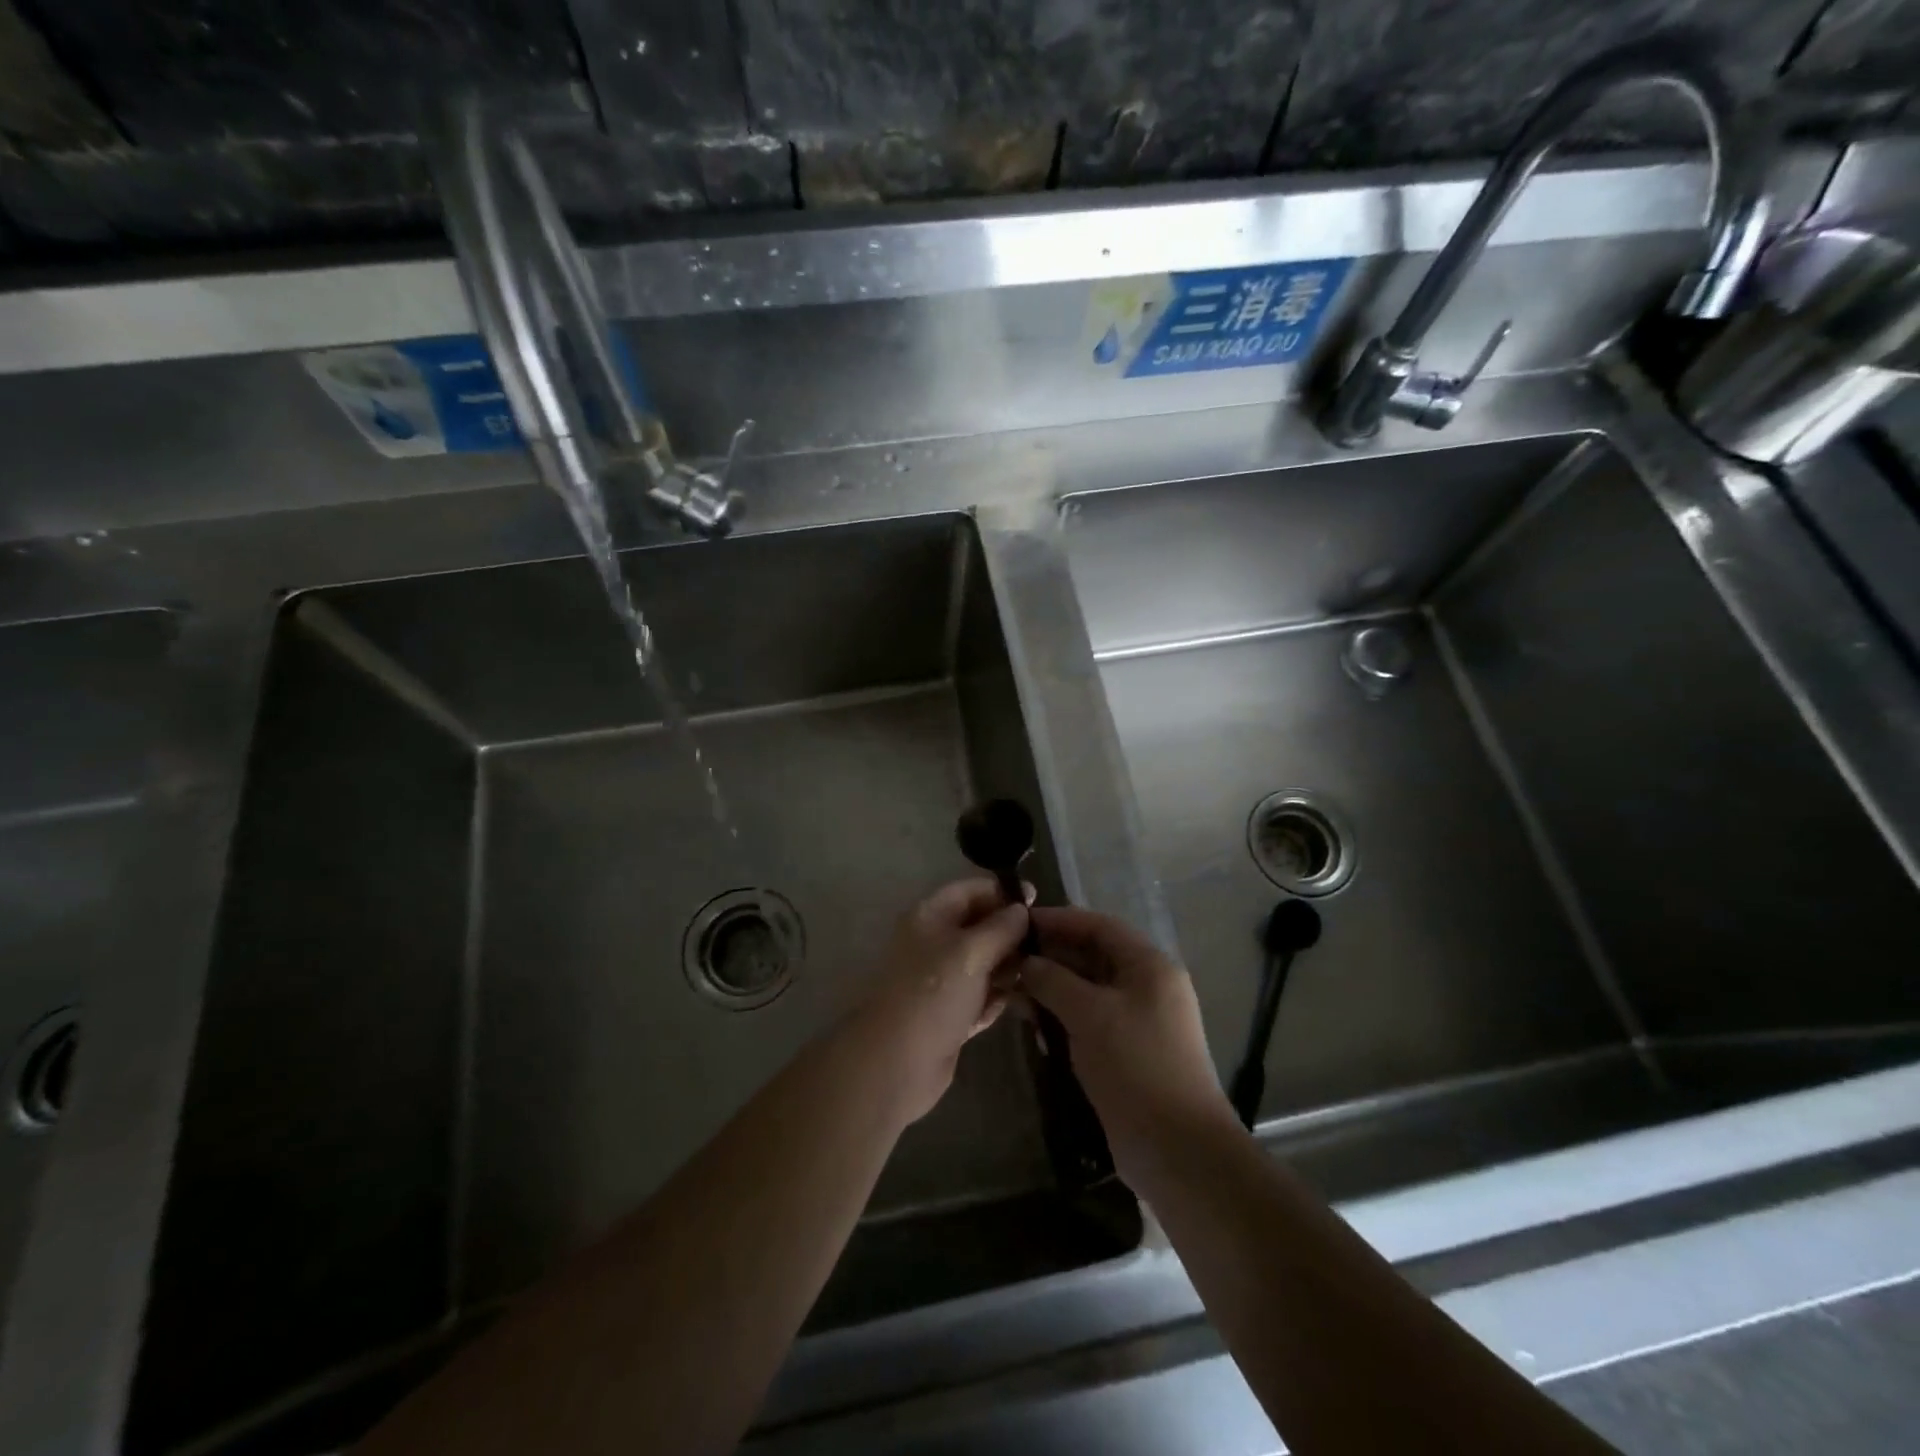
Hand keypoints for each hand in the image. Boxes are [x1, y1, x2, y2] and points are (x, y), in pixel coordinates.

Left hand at [854, 878, 1030, 1123]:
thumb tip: (1021, 910)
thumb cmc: (933, 994)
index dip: (1002, 892)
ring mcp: (941, 981)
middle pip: (979, 927)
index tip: (1037, 900)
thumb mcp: (971, 952)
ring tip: (1039, 974)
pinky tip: (1020, 1003)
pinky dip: (997, 998)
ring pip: (984, 963)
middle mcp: (934, 943)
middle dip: (1010, 933)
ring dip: (1008, 968)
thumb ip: (1001, 927)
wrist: (897, 1062)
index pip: (970, 891)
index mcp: (930, 917)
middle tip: (1046, 943)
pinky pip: (981, 996)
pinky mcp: (950, 1014)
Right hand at [1018, 906, 1235, 1186]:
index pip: (1099, 926)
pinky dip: (1062, 1017)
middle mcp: (1146, 986)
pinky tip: (1033, 1025)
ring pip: (1087, 990)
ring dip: (1052, 989)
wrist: (1177, 1149)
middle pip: (1092, 956)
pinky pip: (1089, 1020)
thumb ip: (1053, 980)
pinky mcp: (1126, 1052)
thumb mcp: (1090, 1014)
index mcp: (1149, 966)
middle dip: (1051, 957)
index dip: (1059, 920)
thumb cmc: (1136, 1065)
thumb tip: (1025, 962)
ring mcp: (1138, 1021)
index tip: (1019, 922)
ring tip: (1012, 992)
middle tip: (1008, 960)